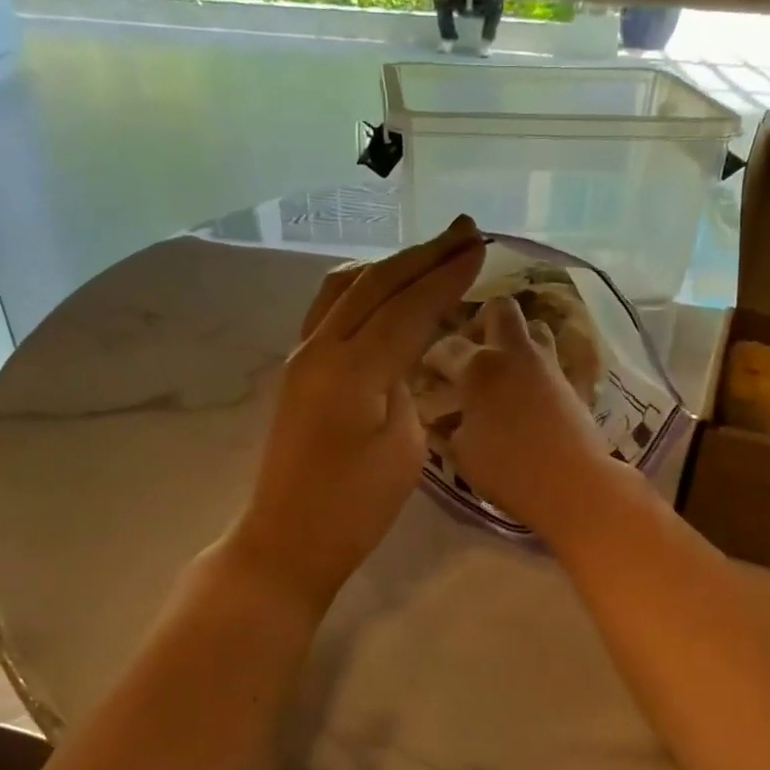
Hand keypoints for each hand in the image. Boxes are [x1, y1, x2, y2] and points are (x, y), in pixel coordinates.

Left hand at [230, 217, 484, 606]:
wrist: (288, 539)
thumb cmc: (355, 508)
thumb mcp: (403, 448)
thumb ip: (405, 387)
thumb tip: (400, 357)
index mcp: (352, 369)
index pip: (407, 307)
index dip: (446, 276)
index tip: (480, 247)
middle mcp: (320, 348)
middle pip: (375, 284)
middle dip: (422, 255)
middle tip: (464, 230)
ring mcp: (302, 356)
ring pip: (346, 288)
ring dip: (390, 266)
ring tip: (428, 255)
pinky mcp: (298, 371)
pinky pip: (330, 310)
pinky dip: (364, 290)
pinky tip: (383, 291)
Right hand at [444, 293, 616, 546]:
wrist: (573, 483)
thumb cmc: (508, 470)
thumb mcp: (462, 452)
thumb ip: (451, 426)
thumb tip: (449, 417)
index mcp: (478, 367)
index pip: (445, 347)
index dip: (431, 358)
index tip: (426, 373)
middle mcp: (513, 354)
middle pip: (500, 309)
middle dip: (482, 321)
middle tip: (473, 350)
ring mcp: (547, 365)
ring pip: (534, 328)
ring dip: (517, 340)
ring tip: (504, 368)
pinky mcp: (572, 383)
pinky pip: (550, 360)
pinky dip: (536, 368)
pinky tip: (526, 393)